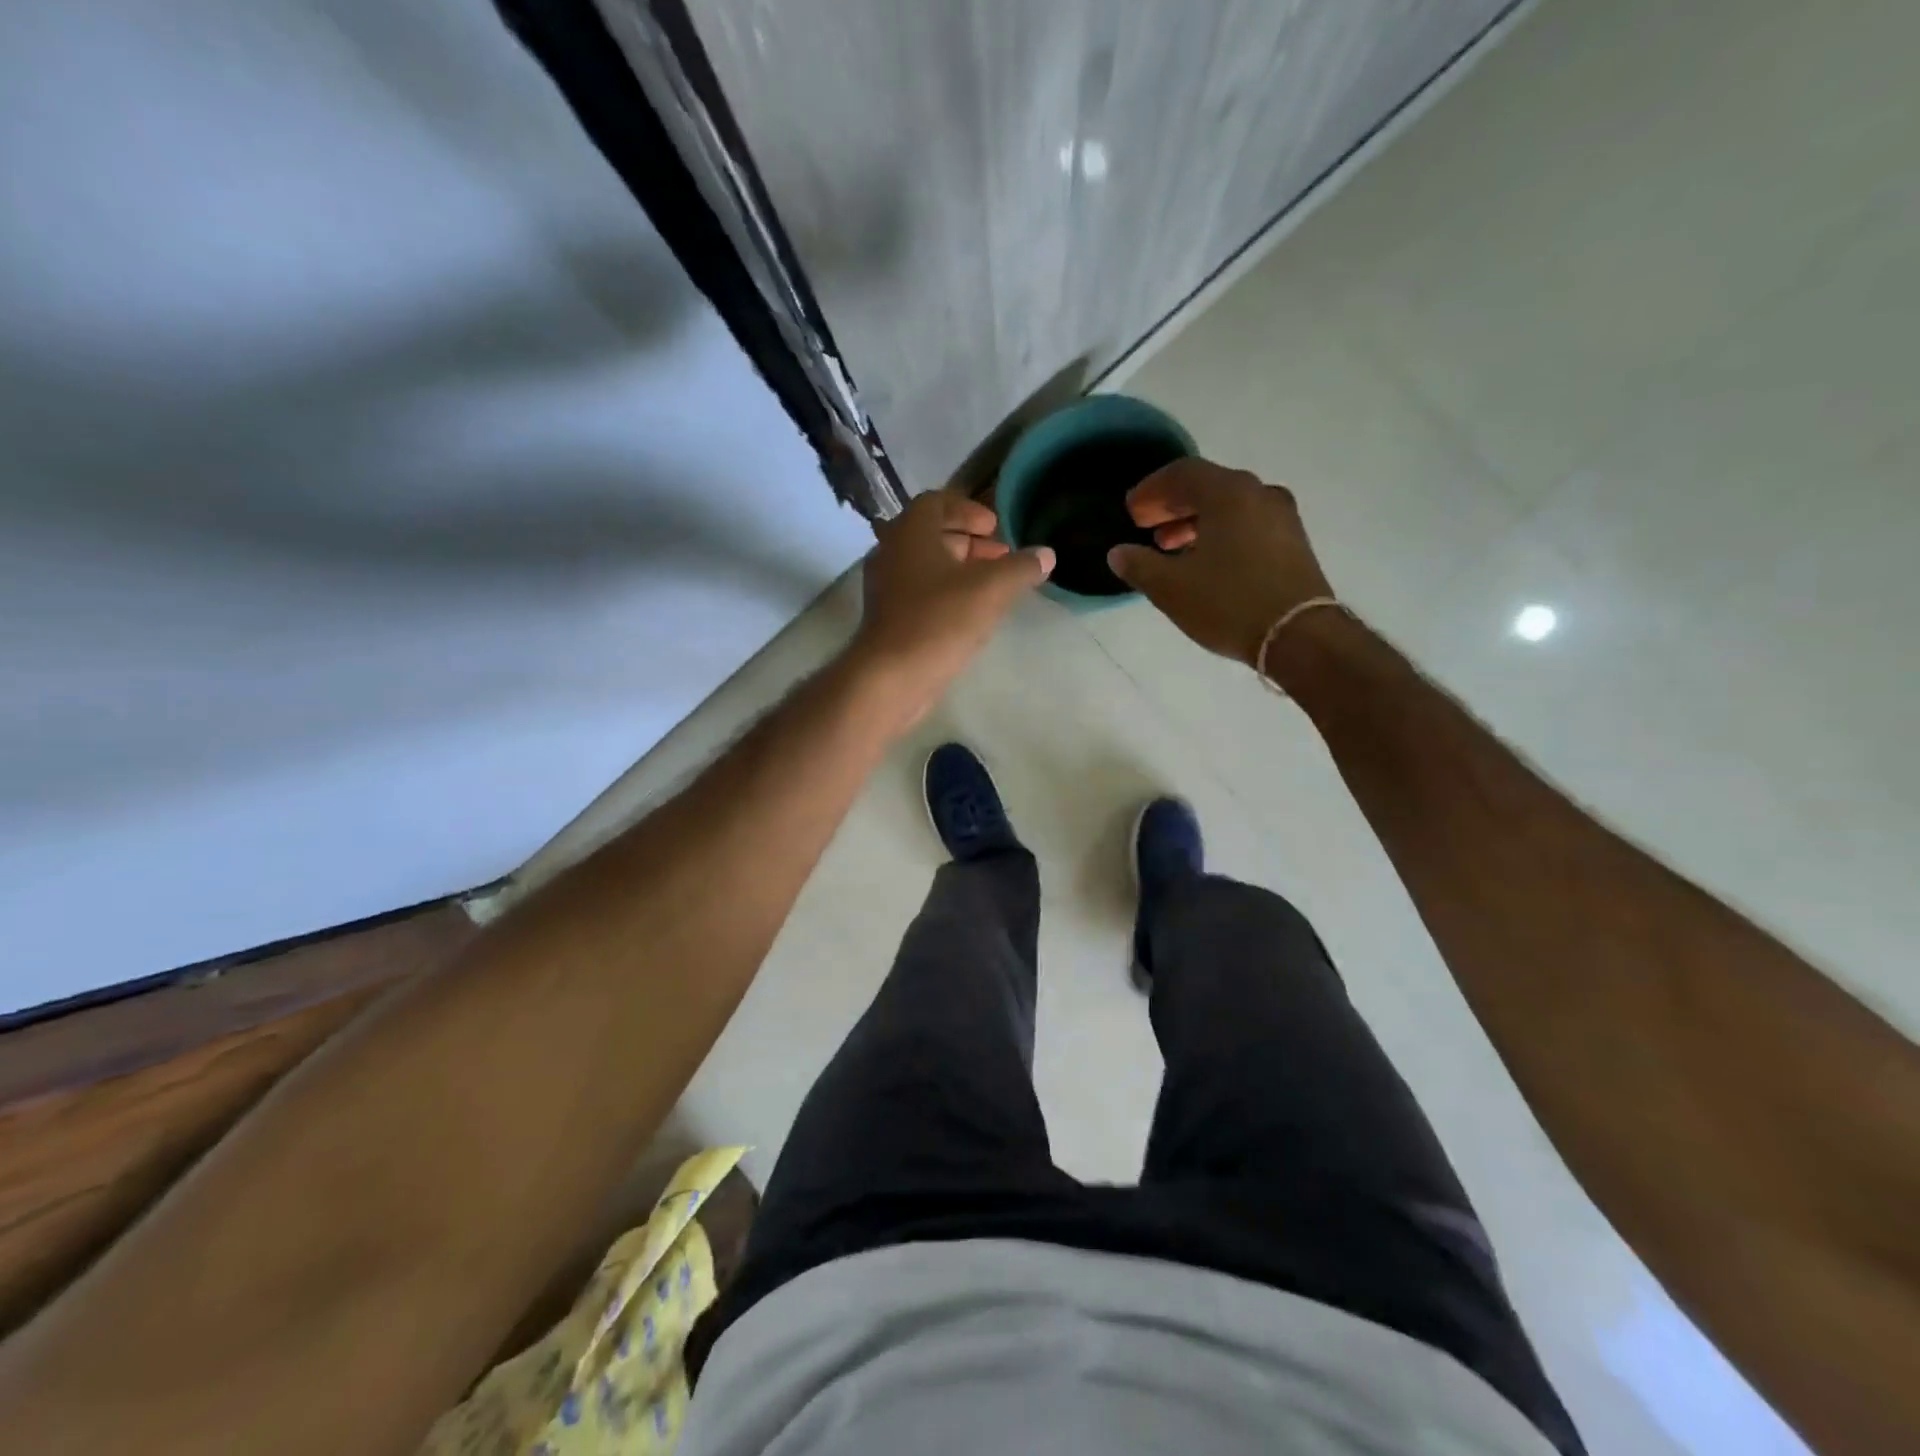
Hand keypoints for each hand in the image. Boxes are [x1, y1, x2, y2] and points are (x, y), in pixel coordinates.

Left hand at [849, 490, 1053, 728]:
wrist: (891, 676)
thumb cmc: (939, 620)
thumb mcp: (990, 590)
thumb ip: (1020, 568)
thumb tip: (1046, 554)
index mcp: (910, 532)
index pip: (937, 502)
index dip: (969, 510)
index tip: (995, 527)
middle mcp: (891, 552)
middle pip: (931, 534)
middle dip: (969, 541)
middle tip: (1001, 556)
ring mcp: (885, 586)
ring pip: (925, 565)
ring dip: (958, 568)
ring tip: (992, 585)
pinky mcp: (886, 617)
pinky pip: (918, 591)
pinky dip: (944, 591)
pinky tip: (970, 613)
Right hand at [1107, 459, 1334, 668]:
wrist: (1299, 635)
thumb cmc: (1228, 603)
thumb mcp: (1170, 588)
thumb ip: (1139, 565)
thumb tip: (1118, 553)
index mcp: (1228, 493)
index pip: (1182, 473)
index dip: (1151, 490)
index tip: (1131, 511)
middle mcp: (1258, 493)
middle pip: (1208, 486)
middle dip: (1172, 504)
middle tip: (1145, 526)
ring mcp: (1281, 516)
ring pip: (1229, 506)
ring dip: (1195, 521)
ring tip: (1169, 546)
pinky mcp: (1292, 541)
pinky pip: (1247, 523)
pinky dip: (1220, 532)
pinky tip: (1205, 560)